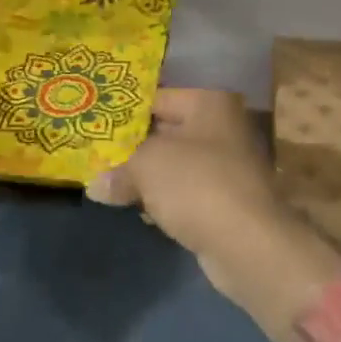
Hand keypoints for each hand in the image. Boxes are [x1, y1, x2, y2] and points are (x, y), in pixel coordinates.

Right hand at [87, 89, 340, 333]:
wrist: (248, 244)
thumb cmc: (196, 185)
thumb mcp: (146, 165)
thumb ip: (118, 167)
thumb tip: (95, 184)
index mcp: (208, 103)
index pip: (156, 96)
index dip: (123, 111)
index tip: (92, 123)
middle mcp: (220, 127)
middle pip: (164, 131)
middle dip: (130, 146)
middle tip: (92, 154)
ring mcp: (225, 166)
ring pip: (172, 164)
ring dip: (144, 175)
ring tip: (105, 183)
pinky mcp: (223, 201)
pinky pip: (183, 192)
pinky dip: (162, 199)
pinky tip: (138, 209)